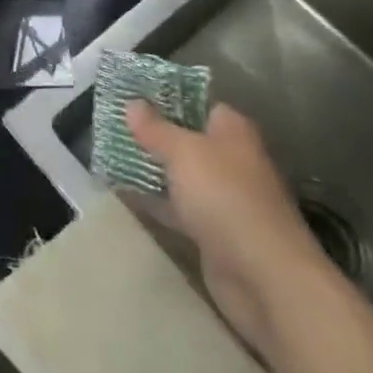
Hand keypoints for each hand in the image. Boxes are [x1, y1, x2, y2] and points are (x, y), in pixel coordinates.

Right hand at [126, 101, 329, 358]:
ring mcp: (223, 198)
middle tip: (112, 124)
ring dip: (151, 168)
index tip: (132, 96)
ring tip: (108, 153)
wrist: (264, 277)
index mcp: (233, 131)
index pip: (199, 104)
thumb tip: (133, 102)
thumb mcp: (183, 151)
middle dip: (153, 134)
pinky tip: (122, 193)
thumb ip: (155, 128)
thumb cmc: (225, 196)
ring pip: (180, 175)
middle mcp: (231, 160)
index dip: (167, 98)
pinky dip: (155, 201)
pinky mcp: (213, 232)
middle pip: (187, 139)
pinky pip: (177, 208)